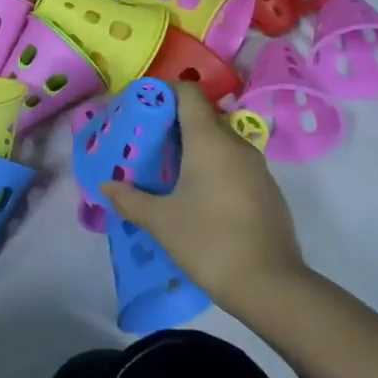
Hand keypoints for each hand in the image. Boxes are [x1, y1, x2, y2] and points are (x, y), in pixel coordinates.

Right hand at [102, 81, 306, 317]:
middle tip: (146, 142)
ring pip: (220, 141)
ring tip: (166, 169)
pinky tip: (195, 195)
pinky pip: (234, 164)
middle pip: (203, 116)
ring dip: (194, 147)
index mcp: (209, 140)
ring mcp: (257, 168)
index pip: (189, 93)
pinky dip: (212, 166)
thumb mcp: (159, 221)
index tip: (141, 106)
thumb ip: (129, 199)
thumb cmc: (208, 241)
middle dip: (173, 122)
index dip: (163, 91)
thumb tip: (106, 185)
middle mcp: (236, 145)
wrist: (270, 286)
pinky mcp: (267, 191)